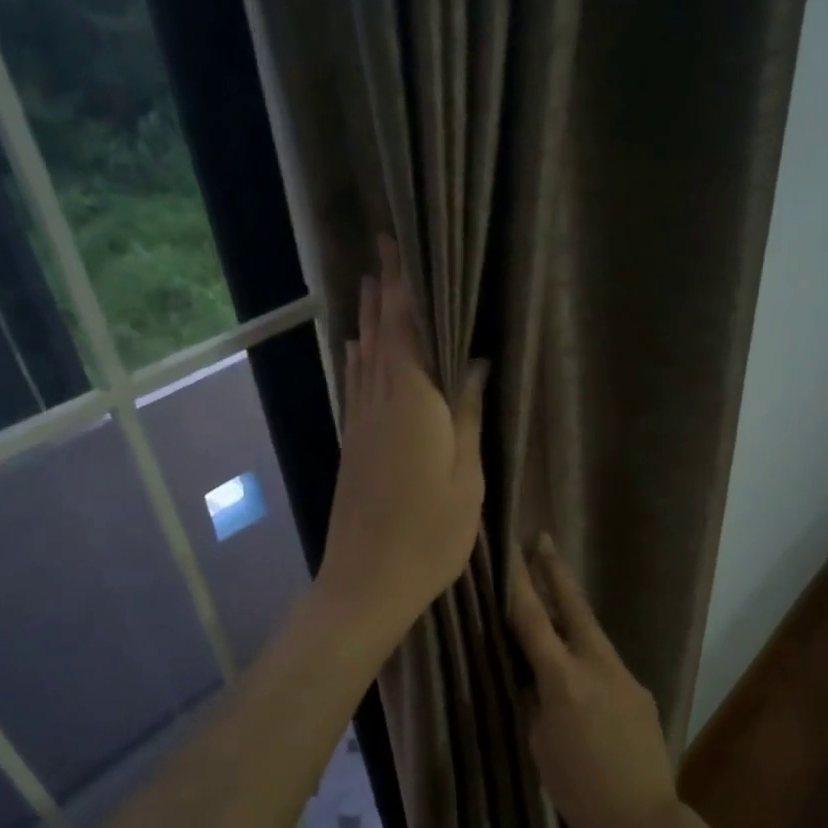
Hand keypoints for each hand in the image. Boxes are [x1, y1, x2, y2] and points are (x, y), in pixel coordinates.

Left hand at [317, 238, 486, 644]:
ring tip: (370, 286)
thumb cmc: (430, 534)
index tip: (397, 245)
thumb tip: (475, 360)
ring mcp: (360, 426)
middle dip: (382, 292)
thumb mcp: (467, 477)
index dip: (402, 286)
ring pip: (364, 359)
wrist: (366, 582)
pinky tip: (358, 351)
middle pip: (380, 336)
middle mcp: (379, 403)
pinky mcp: (352, 447)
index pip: (405, 329)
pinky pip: (356, 386)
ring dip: (368, 320)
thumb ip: (467, 414)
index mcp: (412, 404)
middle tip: (382, 251)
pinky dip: (359, 359)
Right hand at [506, 535, 677, 827]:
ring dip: (571, 612)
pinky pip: (606, 663)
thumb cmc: (577, 789)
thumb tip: (534, 675)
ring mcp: (624, 675)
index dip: (518, 582)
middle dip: (555, 571)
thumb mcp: (539, 743)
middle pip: (574, 607)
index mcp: (564, 680)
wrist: (642, 819)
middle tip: (542, 539)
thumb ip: (536, 699)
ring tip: (554, 596)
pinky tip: (580, 673)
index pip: (533, 620)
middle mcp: (597, 666)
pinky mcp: (640, 690)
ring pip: (592, 633)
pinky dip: (587, 655)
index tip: (509, 550)